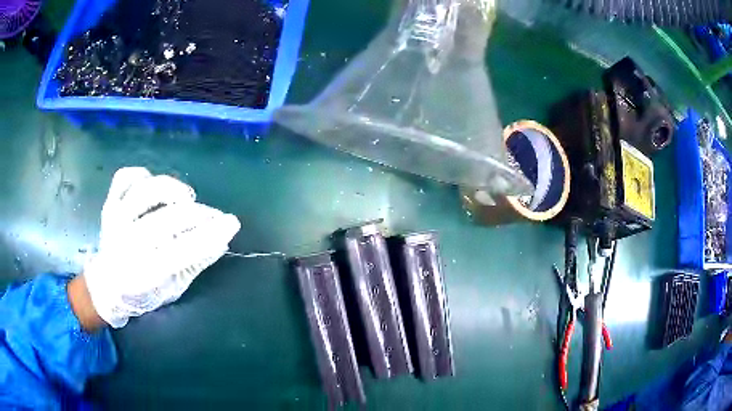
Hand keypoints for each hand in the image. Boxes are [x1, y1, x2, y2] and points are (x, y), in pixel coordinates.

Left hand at [82, 167, 240, 327]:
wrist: (106, 287)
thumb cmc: (143, 294)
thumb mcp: (173, 289)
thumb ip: (194, 263)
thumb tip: (220, 240)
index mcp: (143, 275)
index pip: (180, 252)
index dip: (208, 236)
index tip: (231, 223)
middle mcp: (126, 245)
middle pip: (166, 220)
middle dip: (198, 215)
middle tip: (215, 216)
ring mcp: (115, 221)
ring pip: (145, 192)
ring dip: (171, 190)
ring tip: (186, 198)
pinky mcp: (110, 205)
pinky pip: (124, 178)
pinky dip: (141, 175)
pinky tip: (153, 184)